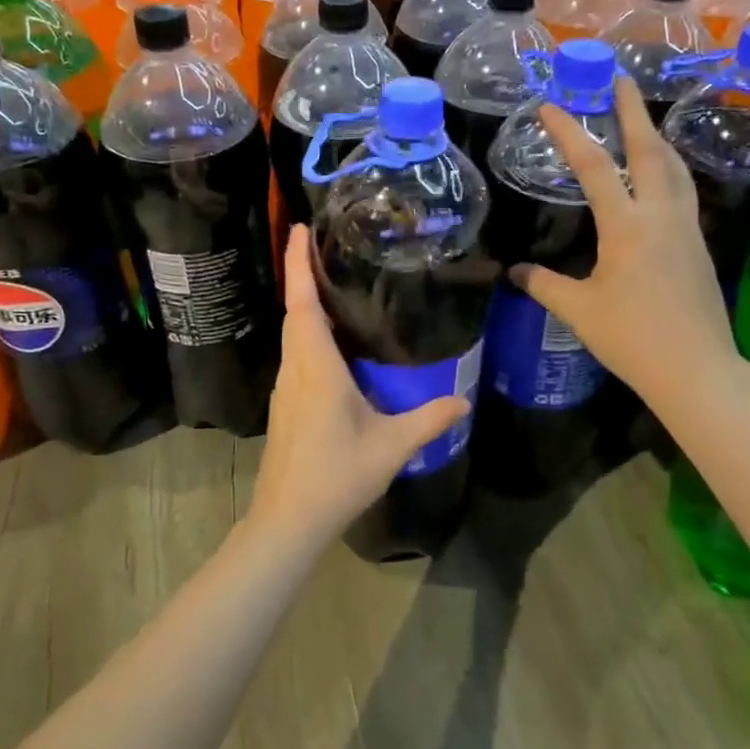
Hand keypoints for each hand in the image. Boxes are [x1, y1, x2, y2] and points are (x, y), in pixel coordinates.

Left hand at [250, 225, 469, 547]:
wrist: (287, 520)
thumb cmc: (336, 476)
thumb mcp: (391, 446)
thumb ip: (428, 420)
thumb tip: (464, 401)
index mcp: (316, 367)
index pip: (303, 303)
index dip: (298, 263)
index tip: (299, 228)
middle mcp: (295, 368)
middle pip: (295, 310)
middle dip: (301, 272)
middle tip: (320, 242)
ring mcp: (286, 387)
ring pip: (293, 333)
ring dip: (305, 302)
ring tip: (330, 281)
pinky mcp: (285, 404)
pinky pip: (296, 353)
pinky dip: (307, 331)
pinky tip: (331, 340)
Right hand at [511, 76, 738, 410]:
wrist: (697, 369)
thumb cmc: (632, 338)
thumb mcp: (578, 311)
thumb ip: (544, 285)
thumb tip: (514, 271)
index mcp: (626, 226)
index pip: (594, 166)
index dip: (569, 133)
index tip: (551, 106)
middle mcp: (660, 215)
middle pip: (649, 150)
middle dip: (633, 111)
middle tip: (622, 79)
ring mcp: (686, 228)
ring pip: (674, 167)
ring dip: (657, 137)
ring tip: (643, 119)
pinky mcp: (698, 245)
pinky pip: (683, 191)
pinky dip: (669, 168)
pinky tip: (662, 176)